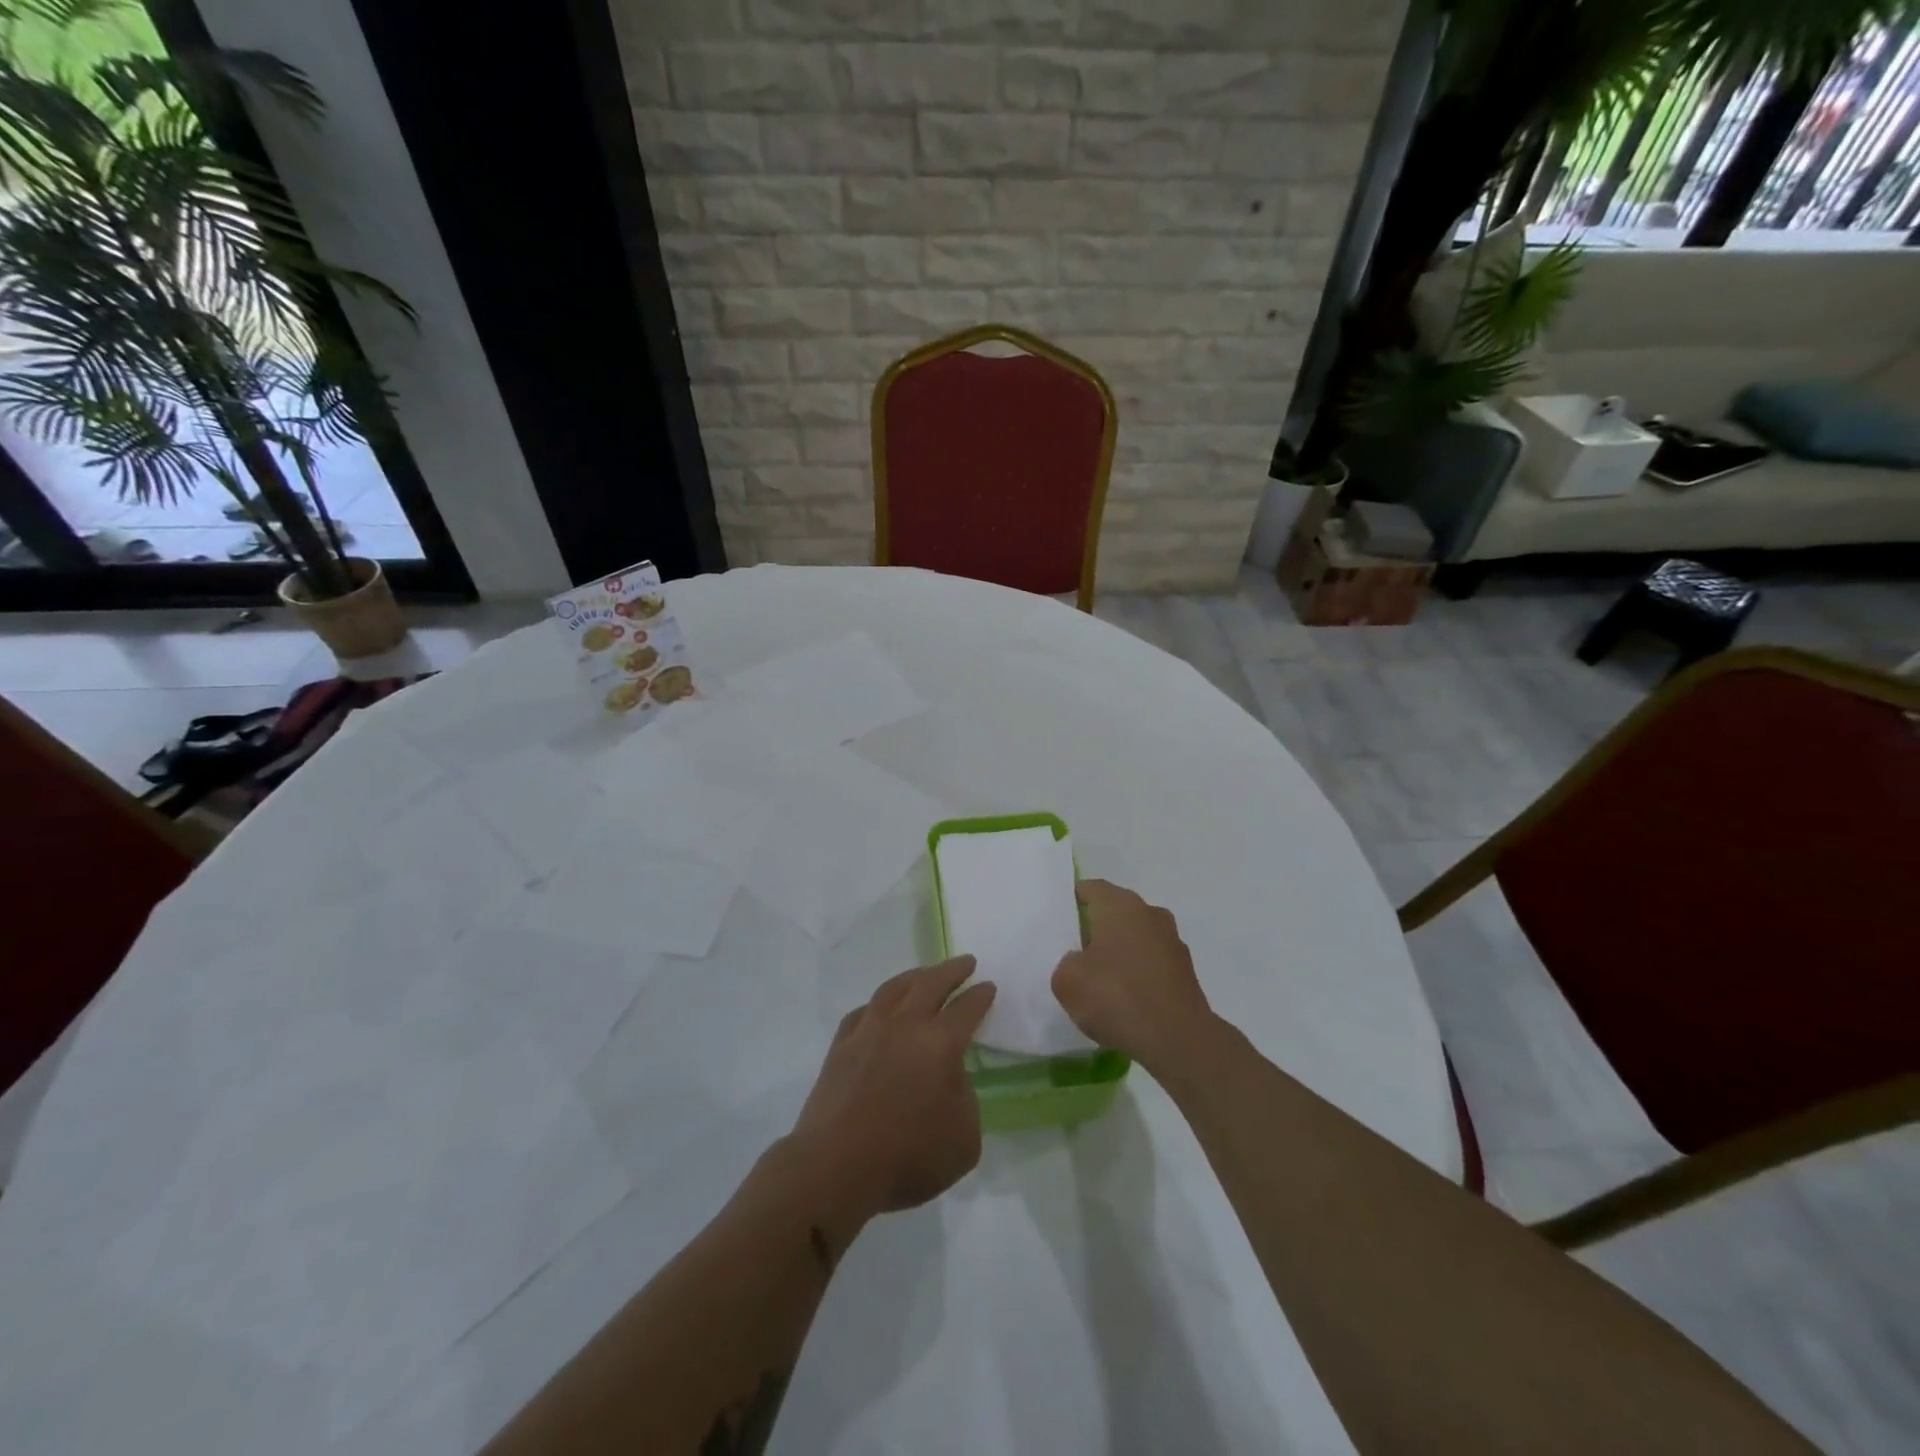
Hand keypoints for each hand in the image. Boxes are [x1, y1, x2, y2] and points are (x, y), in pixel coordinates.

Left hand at [790, 957, 995, 1223]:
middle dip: (952, 970)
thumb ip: (965, 1099)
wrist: (836, 1166)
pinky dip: (880, 1003)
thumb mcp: (964, 1140)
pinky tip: (882, 1008)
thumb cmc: (907, 1157)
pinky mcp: (841, 1044)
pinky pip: (865, 1010)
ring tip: (925, 974)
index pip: (967, 1008)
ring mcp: (869, 1029)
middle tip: (965, 962)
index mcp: (940, 1043)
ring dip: (915, 976)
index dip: (980, 996)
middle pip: (931, 983)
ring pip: (895, 988)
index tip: (988, 986)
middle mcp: (905, 1025)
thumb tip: (950, 1079)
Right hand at [1052, 879, 1214, 1074]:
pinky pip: (1151, 962)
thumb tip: (1079, 961)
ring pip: (1136, 936)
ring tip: (1099, 979)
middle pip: (1115, 911)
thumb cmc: (1116, 997)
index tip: (1057, 921)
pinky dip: (1137, 973)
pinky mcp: (1185, 970)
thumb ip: (1066, 962)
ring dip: (1119, 951)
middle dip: (1095, 927)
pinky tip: (1124, 999)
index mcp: (1120, 905)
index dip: (1071, 901)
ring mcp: (1172, 941)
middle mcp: (1149, 913)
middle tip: (1072, 950)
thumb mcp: (1067, 981)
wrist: (1178, 1039)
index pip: (1090, 888)